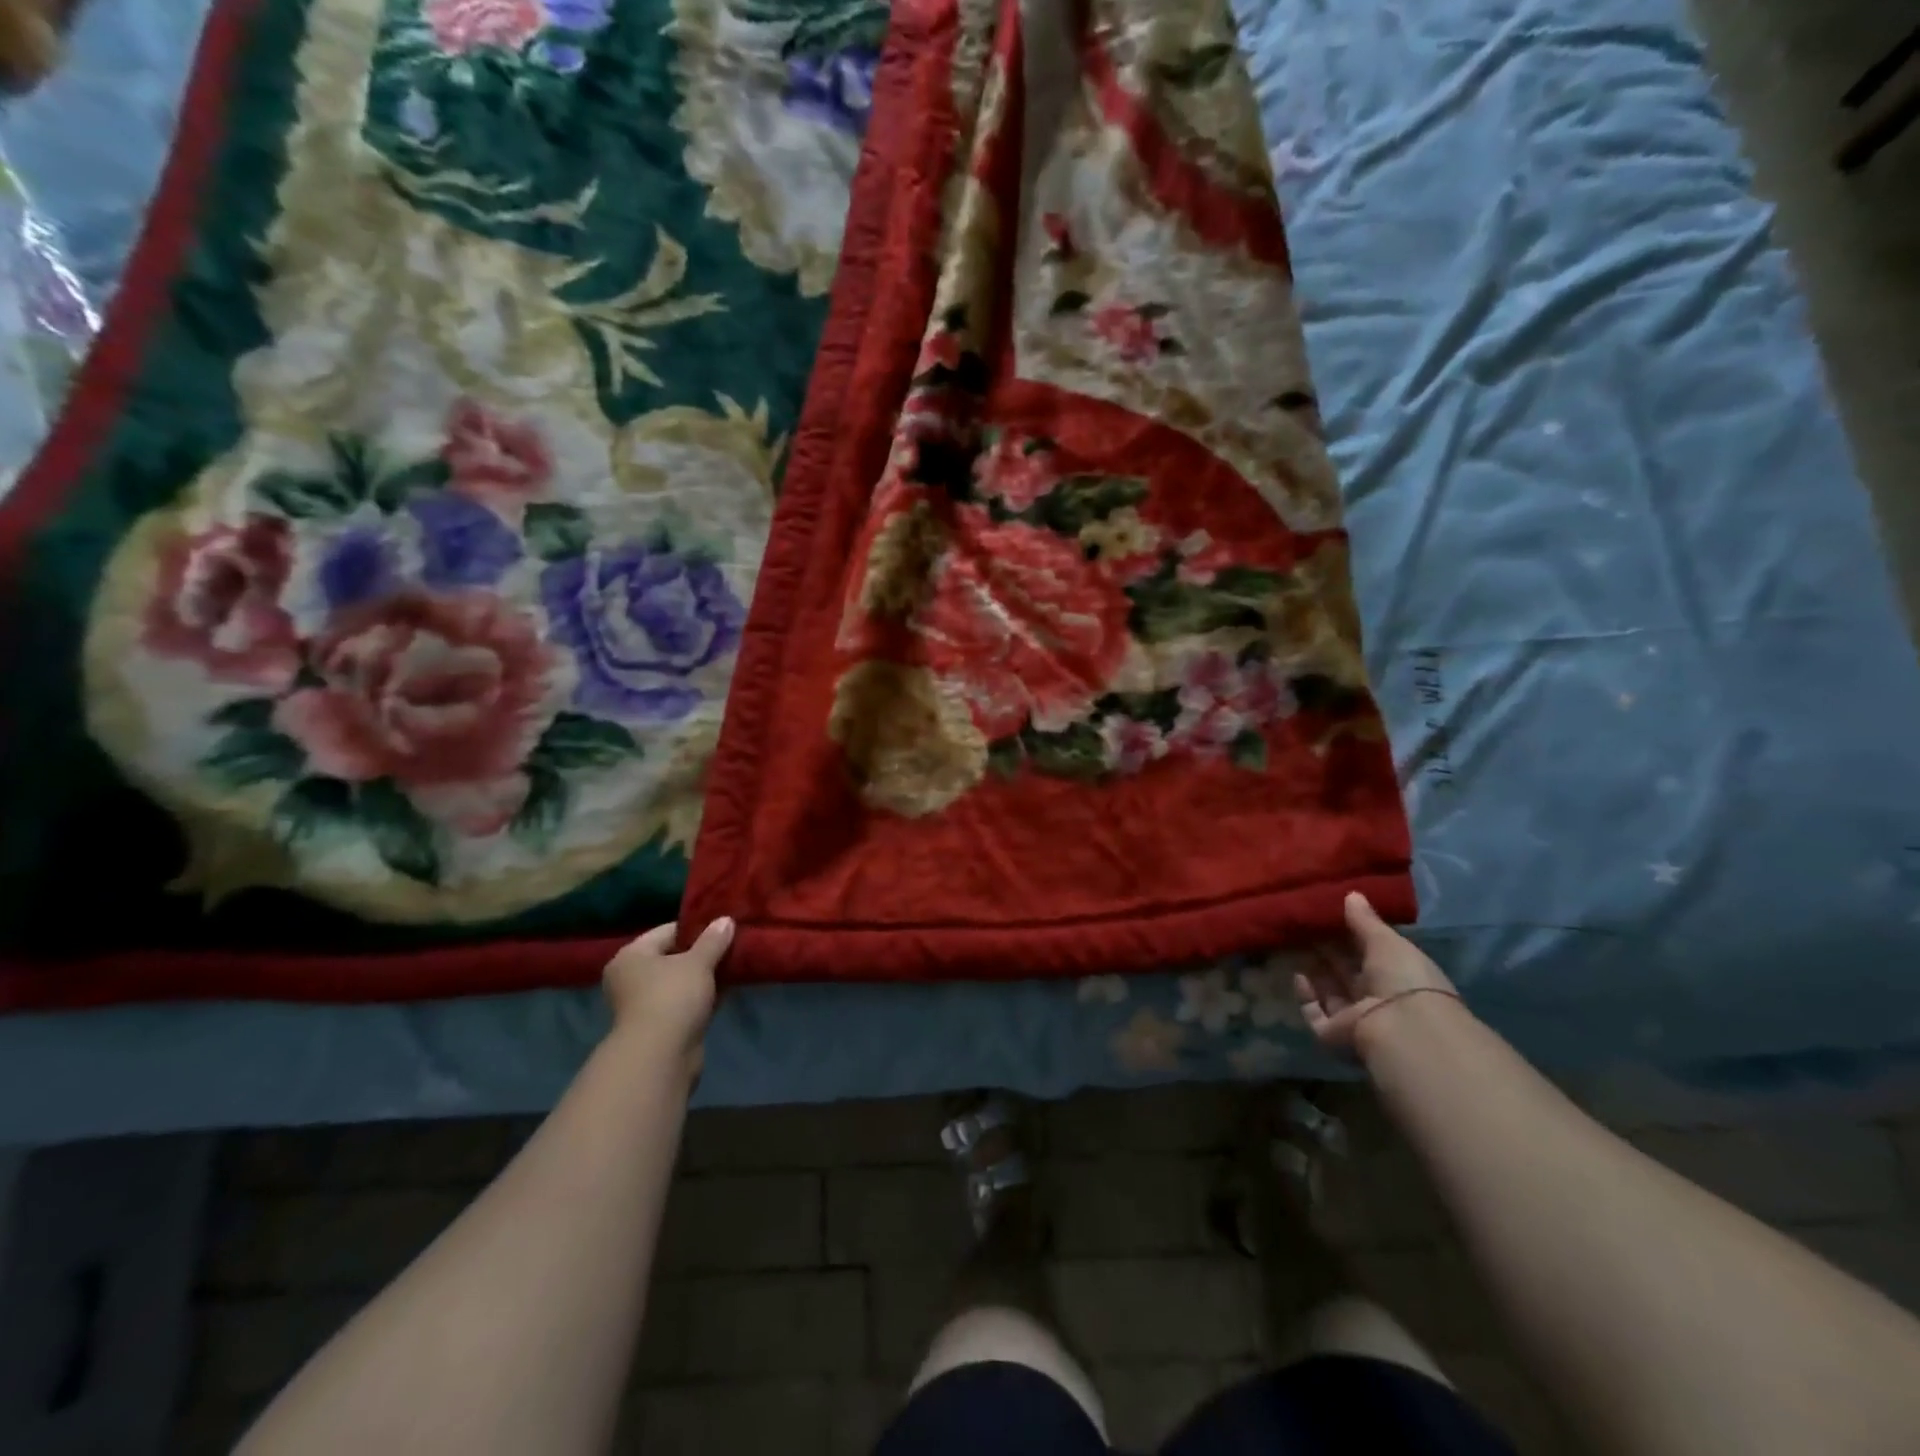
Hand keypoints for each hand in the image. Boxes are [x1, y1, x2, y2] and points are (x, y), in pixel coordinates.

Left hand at [603, 918, 732, 1069]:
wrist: (660, 1056)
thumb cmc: (673, 997)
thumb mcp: (698, 962)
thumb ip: (713, 939)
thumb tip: (726, 919)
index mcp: (632, 955)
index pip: (668, 931)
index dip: (697, 928)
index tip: (724, 928)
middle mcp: (632, 978)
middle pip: (674, 956)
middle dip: (703, 953)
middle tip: (732, 946)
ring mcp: (645, 1004)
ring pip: (681, 981)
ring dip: (705, 977)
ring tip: (734, 966)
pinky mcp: (660, 1026)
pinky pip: (685, 1002)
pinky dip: (703, 996)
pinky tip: (727, 990)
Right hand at [1294, 893, 1460, 1058]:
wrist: (1401, 1029)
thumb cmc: (1402, 978)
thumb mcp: (1386, 941)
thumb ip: (1365, 920)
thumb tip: (1351, 894)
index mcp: (1400, 976)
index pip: (1373, 954)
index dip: (1353, 936)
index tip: (1330, 916)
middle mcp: (1379, 999)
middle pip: (1349, 973)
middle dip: (1330, 952)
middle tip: (1306, 926)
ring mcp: (1356, 1018)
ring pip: (1331, 992)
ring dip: (1316, 972)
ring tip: (1294, 944)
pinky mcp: (1335, 1034)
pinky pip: (1316, 1013)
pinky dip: (1306, 996)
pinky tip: (1297, 975)